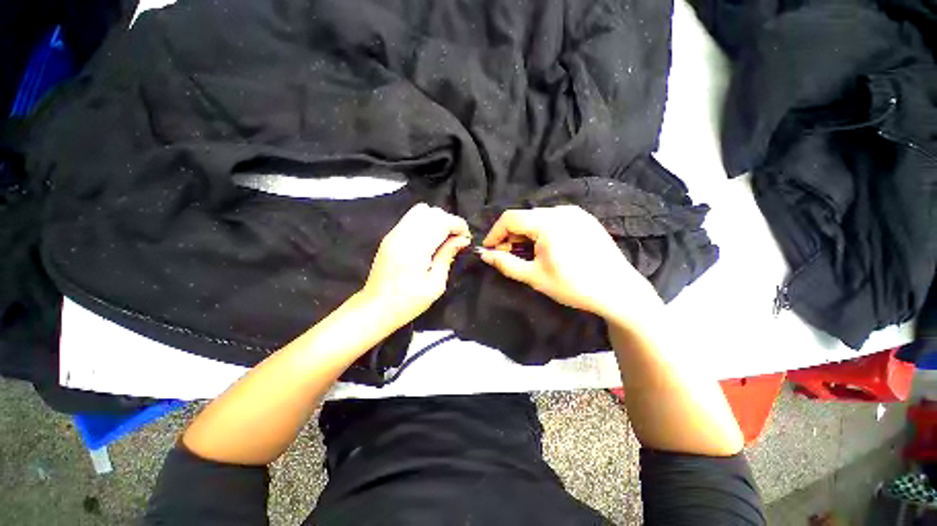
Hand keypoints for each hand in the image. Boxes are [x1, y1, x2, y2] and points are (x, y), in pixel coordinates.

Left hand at [359, 203, 470, 329]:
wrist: (376, 308)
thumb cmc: (408, 302)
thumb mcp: (435, 285)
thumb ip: (447, 256)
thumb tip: (462, 239)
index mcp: (415, 249)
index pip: (441, 221)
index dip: (458, 225)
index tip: (466, 239)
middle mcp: (403, 235)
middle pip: (432, 212)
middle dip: (450, 221)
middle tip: (457, 239)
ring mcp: (394, 233)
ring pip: (421, 210)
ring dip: (437, 219)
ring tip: (444, 237)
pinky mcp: (389, 236)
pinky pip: (411, 217)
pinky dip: (425, 221)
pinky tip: (430, 238)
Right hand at [479, 206, 661, 321]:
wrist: (618, 291)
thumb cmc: (573, 285)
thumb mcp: (534, 276)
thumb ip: (505, 263)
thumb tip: (484, 255)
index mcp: (548, 222)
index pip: (510, 218)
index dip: (495, 233)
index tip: (488, 249)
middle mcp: (561, 210)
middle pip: (524, 217)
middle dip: (510, 235)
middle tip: (506, 255)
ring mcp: (576, 213)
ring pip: (538, 218)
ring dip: (525, 234)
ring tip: (525, 253)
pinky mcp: (585, 219)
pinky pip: (554, 220)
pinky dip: (541, 231)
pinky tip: (545, 248)